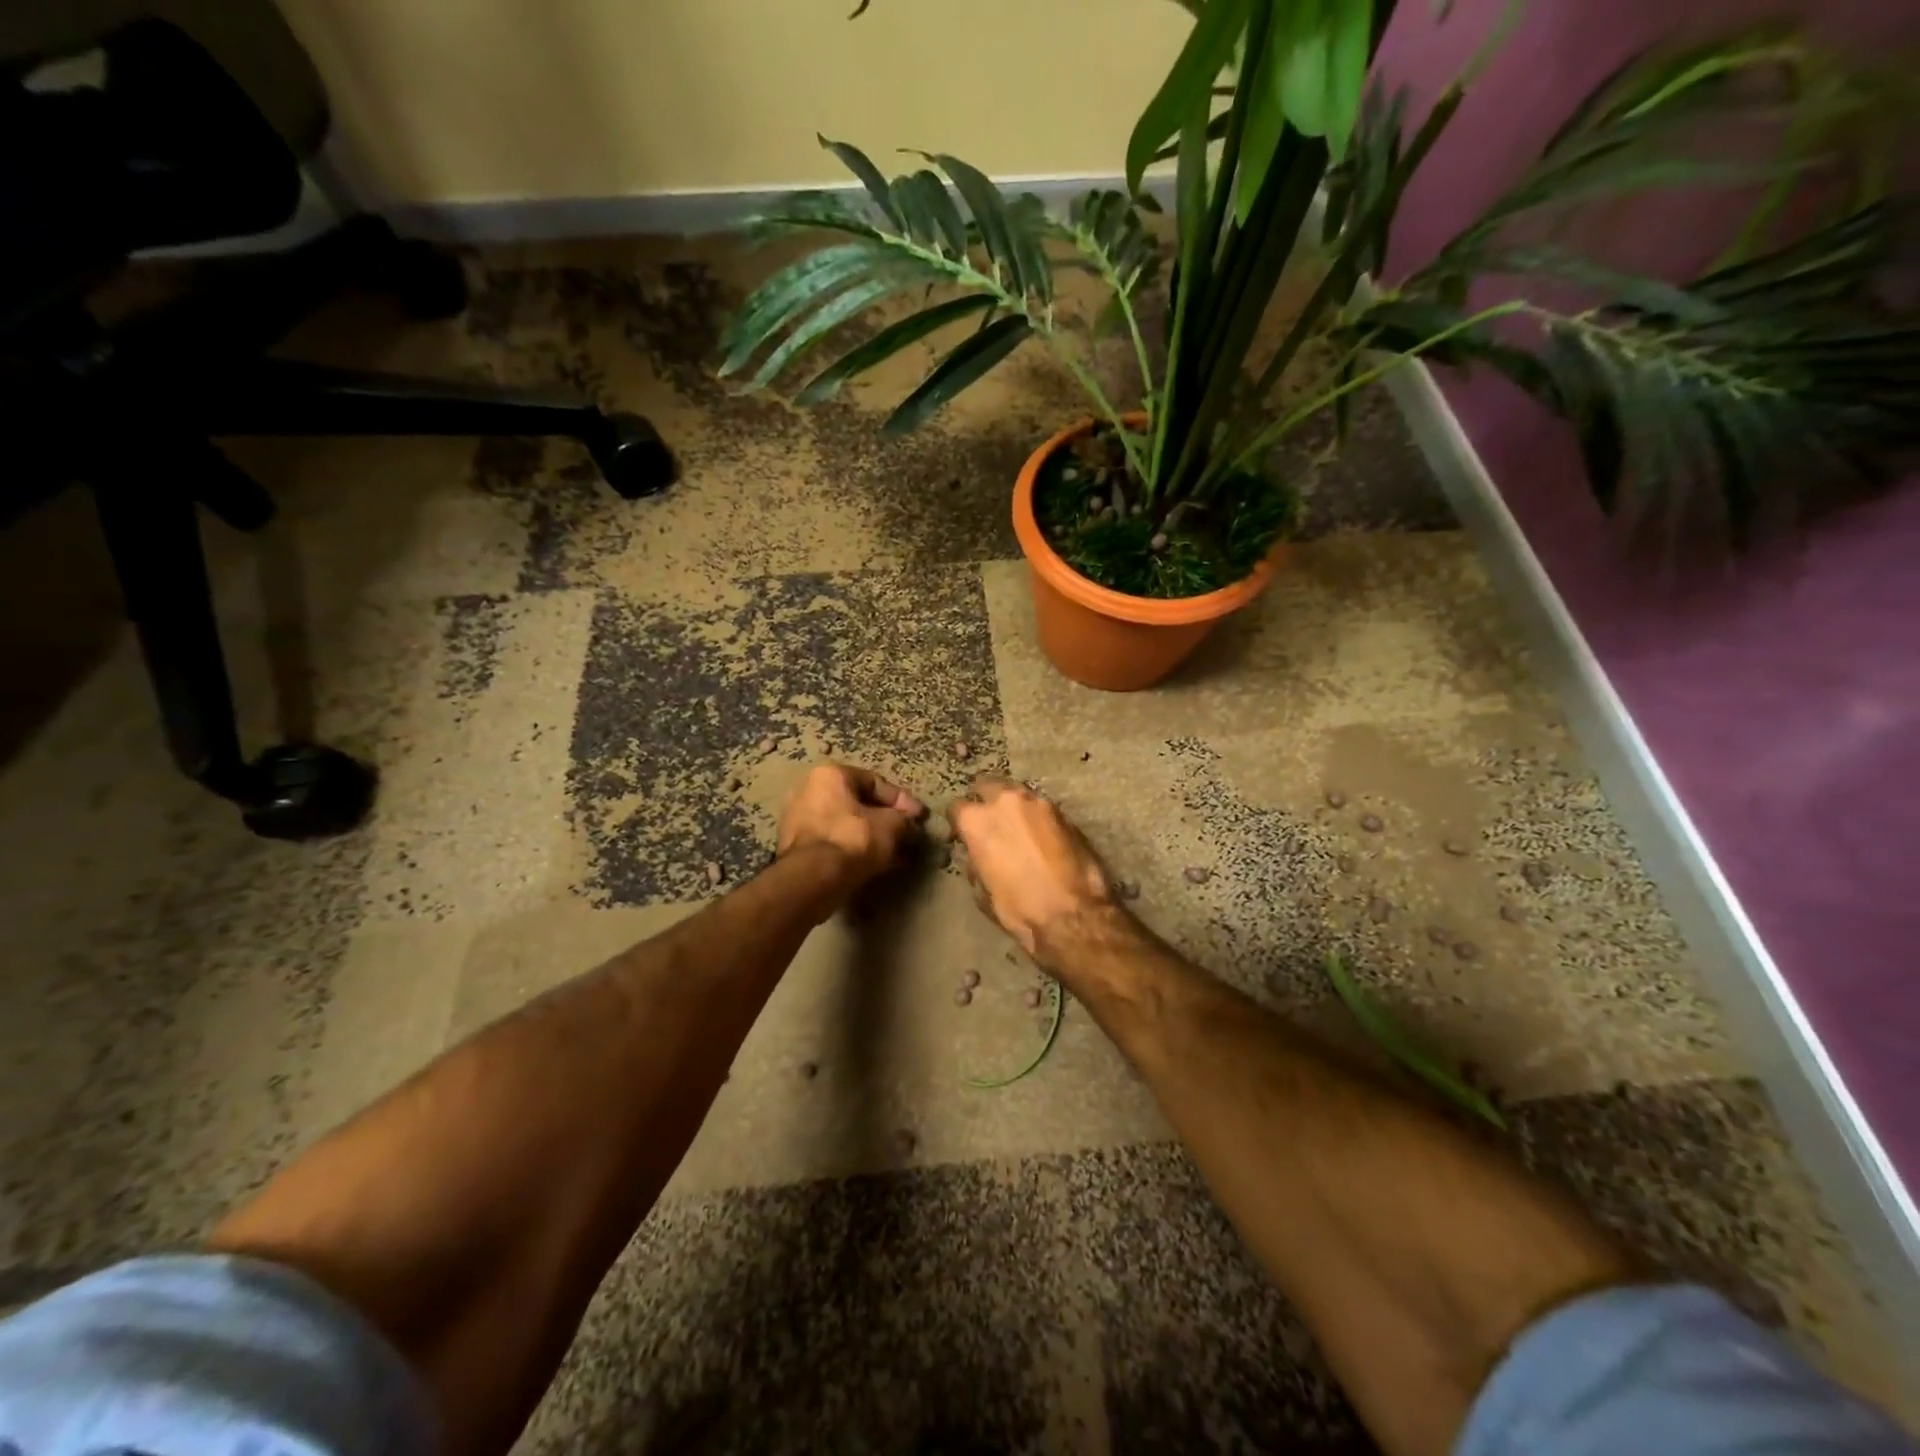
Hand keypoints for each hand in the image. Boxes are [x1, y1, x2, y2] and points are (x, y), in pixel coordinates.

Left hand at [777, 763, 925, 891]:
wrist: (813, 879)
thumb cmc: (853, 840)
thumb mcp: (891, 826)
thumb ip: (904, 821)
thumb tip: (909, 826)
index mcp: (830, 774)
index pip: (875, 782)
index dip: (902, 800)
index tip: (920, 818)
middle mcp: (809, 790)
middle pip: (858, 804)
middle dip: (886, 821)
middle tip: (907, 836)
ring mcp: (799, 820)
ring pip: (847, 826)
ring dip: (872, 838)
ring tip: (896, 855)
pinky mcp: (797, 848)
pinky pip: (835, 843)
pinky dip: (855, 851)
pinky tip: (876, 865)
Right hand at [947, 777, 1117, 957]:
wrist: (1071, 914)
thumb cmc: (1018, 909)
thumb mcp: (982, 892)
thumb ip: (976, 863)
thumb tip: (978, 856)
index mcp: (977, 821)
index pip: (957, 807)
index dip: (958, 822)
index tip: (962, 834)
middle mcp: (1005, 801)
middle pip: (987, 785)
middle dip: (985, 798)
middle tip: (991, 820)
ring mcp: (1038, 803)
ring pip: (1018, 793)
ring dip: (1014, 807)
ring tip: (1019, 828)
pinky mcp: (1064, 813)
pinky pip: (1042, 808)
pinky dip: (1037, 818)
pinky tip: (1042, 837)